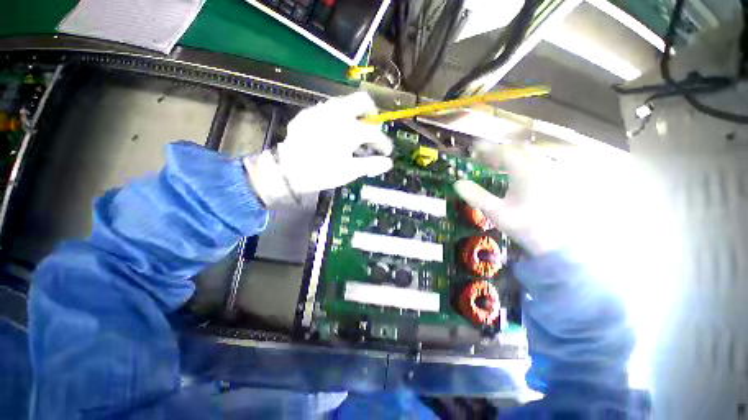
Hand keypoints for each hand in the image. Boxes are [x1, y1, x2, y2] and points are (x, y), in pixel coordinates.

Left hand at [244, 92, 392, 206]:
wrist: (288, 171)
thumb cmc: (323, 172)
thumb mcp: (350, 171)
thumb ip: (372, 164)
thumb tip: (388, 163)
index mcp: (350, 128)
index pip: (375, 131)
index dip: (383, 143)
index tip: (386, 152)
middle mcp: (337, 113)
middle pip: (362, 100)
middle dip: (372, 114)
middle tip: (372, 129)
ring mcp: (321, 110)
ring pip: (345, 102)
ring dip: (355, 115)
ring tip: (354, 133)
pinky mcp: (309, 113)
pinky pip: (328, 109)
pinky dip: (338, 118)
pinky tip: (334, 133)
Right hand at [455, 142, 606, 255]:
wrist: (558, 244)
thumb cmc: (525, 226)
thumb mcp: (497, 212)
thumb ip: (477, 196)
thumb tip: (457, 183)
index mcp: (525, 173)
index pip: (504, 153)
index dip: (487, 149)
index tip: (474, 148)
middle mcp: (540, 168)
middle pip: (518, 151)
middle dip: (498, 152)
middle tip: (483, 158)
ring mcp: (550, 174)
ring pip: (528, 157)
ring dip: (510, 157)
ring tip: (496, 165)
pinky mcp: (555, 182)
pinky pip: (536, 165)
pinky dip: (521, 165)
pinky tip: (515, 175)